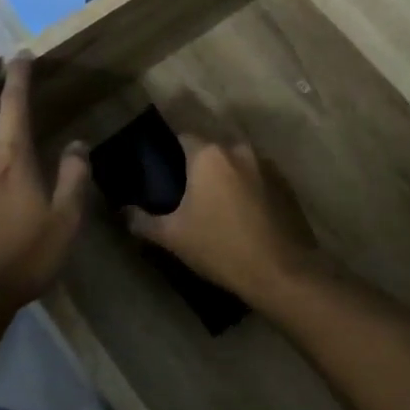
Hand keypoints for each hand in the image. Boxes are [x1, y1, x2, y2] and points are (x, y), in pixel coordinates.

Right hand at [125, 136, 329, 307]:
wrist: (282, 272)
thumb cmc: (220, 248)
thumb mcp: (172, 237)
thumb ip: (142, 220)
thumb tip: (122, 212)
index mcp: (209, 155)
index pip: (182, 137)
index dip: (170, 151)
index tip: (163, 172)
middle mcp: (240, 150)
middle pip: (212, 150)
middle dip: (199, 166)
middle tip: (187, 193)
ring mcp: (268, 166)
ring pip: (237, 163)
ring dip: (227, 177)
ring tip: (216, 206)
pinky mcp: (287, 186)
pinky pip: (258, 179)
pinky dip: (249, 189)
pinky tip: (243, 215)